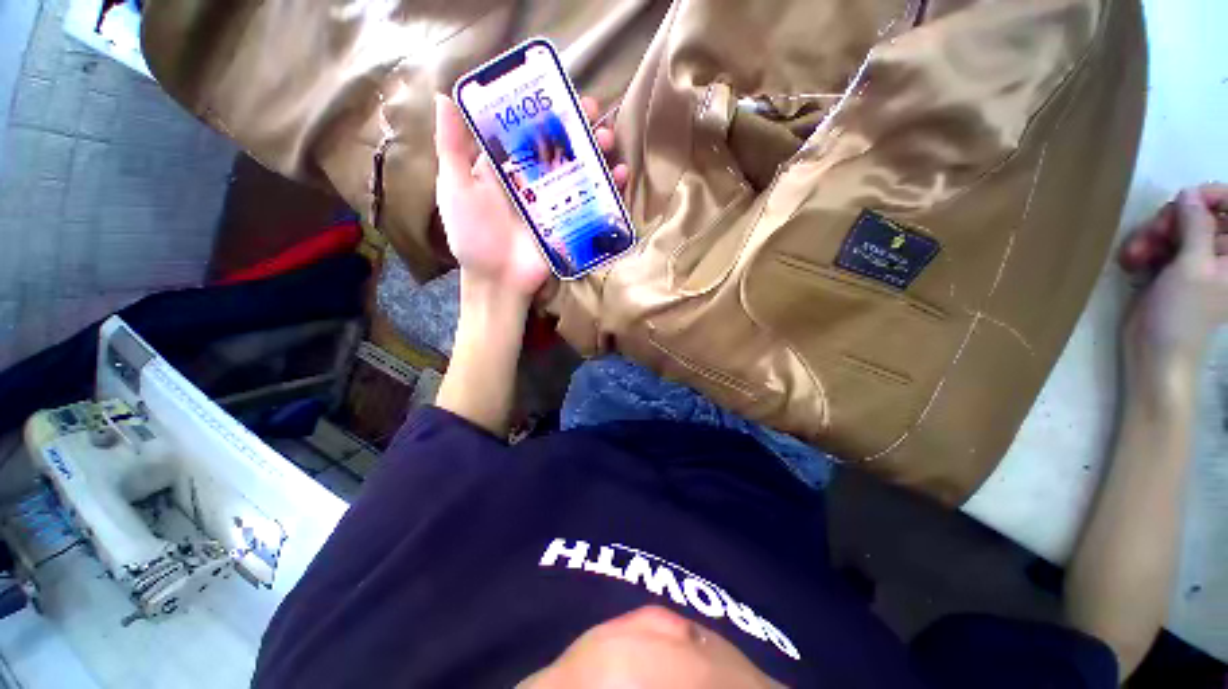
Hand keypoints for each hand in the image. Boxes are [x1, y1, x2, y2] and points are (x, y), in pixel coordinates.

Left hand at [432, 94, 628, 300]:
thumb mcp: (455, 189)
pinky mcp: (571, 221)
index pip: (528, 129)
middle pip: (560, 146)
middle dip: (578, 126)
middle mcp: (534, 180)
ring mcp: (555, 201)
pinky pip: (592, 201)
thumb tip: (446, 96)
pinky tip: (619, 175)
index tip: (560, 90)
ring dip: (597, 151)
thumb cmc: (473, 237)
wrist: (499, 280)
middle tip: (595, 110)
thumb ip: (452, 148)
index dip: (544, 108)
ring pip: (579, 169)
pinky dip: (608, 188)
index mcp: (506, 167)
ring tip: (609, 138)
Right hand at [1119, 184, 1227, 378]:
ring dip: (1153, 234)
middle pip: (1202, 213)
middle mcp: (1222, 252)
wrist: (1156, 350)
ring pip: (1177, 226)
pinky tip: (1135, 259)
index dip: (1212, 196)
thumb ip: (1196, 226)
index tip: (1185, 199)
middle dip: (1173, 219)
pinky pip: (1162, 242)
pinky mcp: (1175, 266)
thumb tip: (1188, 194)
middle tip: (1154, 233)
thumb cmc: (1183, 313)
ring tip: (1137, 252)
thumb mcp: (1193, 267)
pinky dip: (1146, 246)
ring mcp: (1198, 259)